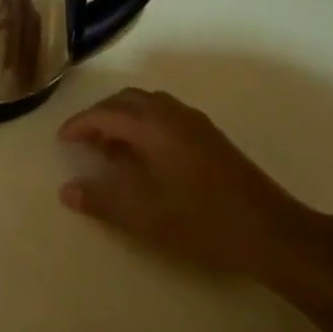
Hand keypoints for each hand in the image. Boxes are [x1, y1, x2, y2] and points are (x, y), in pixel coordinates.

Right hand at [57, 87, 332, 285]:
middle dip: (100, 115)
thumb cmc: (201, 221)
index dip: (80, 124)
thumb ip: (101, 199)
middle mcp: (173, 115)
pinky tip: (144, 156)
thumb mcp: (143, 215)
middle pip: (127, 100)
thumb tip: (67, 190)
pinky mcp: (210, 138)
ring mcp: (196, 124)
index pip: (106, 113)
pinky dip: (144, 124)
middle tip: (83, 140)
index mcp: (154, 127)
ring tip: (109, 148)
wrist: (270, 231)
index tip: (62, 140)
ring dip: (124, 118)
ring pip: (149, 105)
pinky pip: (166, 116)